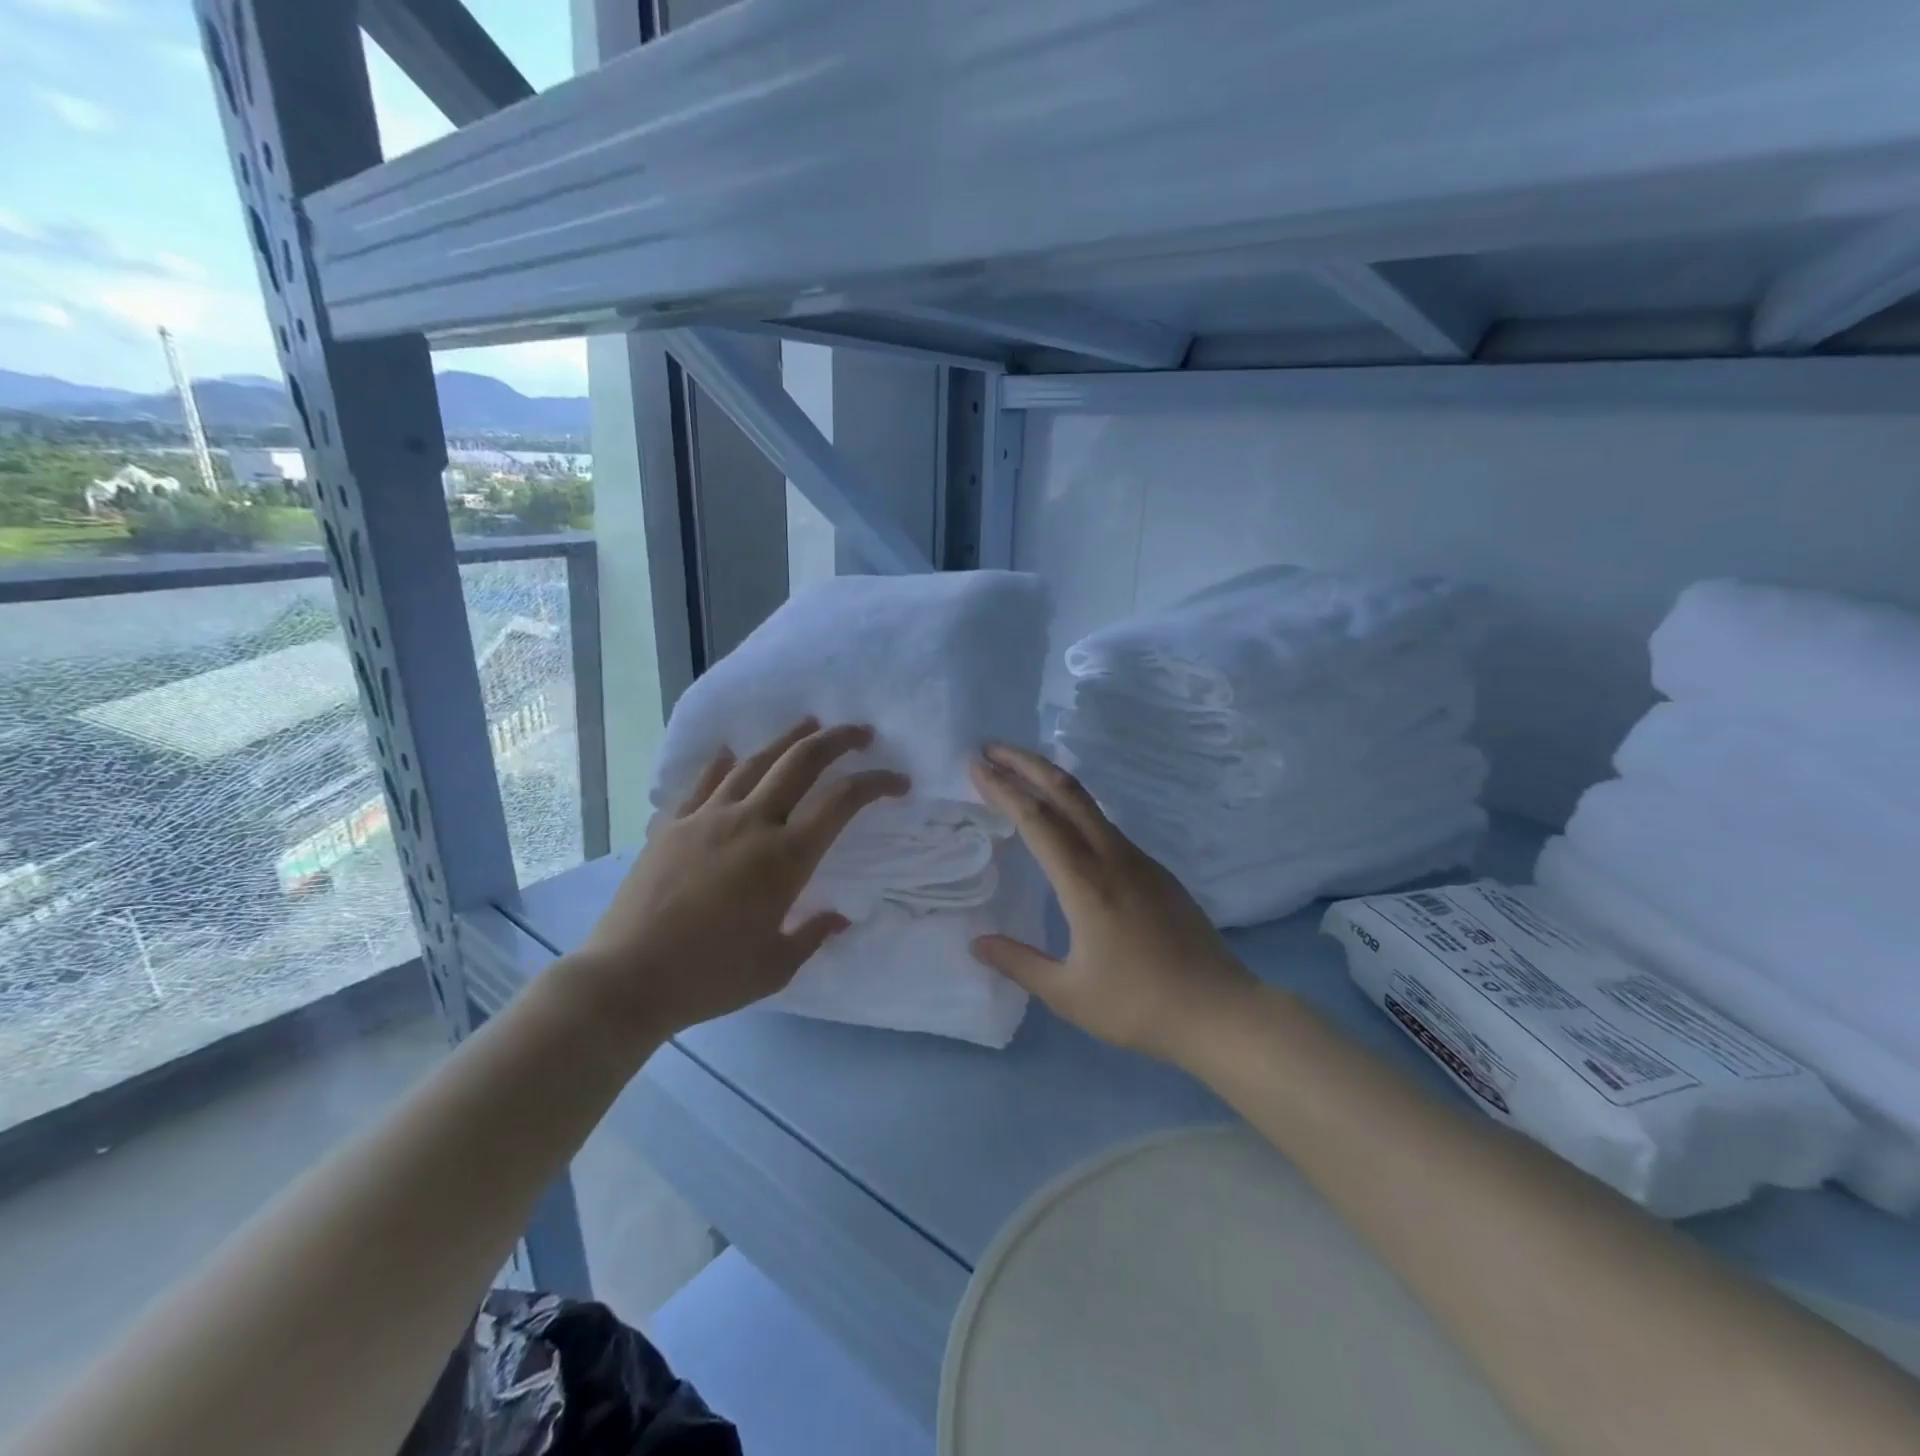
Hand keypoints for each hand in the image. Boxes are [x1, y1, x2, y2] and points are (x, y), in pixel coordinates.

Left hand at [575, 720, 908, 1036]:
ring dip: (787, 740)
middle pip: (801, 763)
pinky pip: (703, 782)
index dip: (876, 784)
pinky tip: (731, 753)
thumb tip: (839, 916)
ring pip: (755, 763)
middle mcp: (751, 824)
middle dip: (838, 740)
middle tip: (861, 733)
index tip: (898, 782)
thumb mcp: (776, 967)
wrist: (626, 979)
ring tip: (808, 725)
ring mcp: (707, 818)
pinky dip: (722, 763)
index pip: (842, 802)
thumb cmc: (710, 978)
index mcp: (785, 858)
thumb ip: (812, 935)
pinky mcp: (672, 825)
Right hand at [968, 743, 1256, 1064]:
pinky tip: (1064, 823)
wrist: (1220, 1010)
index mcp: (1086, 882)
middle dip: (1026, 763)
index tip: (974, 766)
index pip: (1035, 819)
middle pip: (1066, 791)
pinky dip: (1074, 807)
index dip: (1002, 788)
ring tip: (1020, 775)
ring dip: (1051, 781)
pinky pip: (1106, 825)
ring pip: (1089, 803)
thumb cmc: (1138, 1004)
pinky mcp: (1155, 870)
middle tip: (991, 749)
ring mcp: (1138, 859)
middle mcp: (1112, 857)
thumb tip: (977, 943)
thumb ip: (1019, 963)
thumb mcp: (1068, 994)